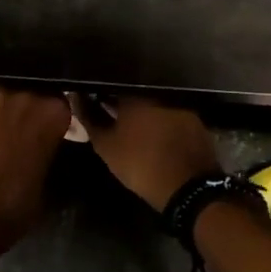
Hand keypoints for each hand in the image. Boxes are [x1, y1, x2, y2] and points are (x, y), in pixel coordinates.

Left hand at [0, 86, 72, 252]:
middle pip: (24, 92)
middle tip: (5, 134)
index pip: (55, 103)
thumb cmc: (12, 206)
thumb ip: (46, 149)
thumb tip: (37, 145)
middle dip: (16, 110)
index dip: (42, 118)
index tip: (34, 132)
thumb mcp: (45, 177)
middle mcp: (25, 93)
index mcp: (54, 112)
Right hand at [68, 95, 218, 211]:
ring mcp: (180, 106)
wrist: (188, 187)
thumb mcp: (107, 146)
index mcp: (135, 95)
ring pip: (155, 103)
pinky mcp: (195, 120)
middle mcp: (159, 93)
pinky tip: (157, 133)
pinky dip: (162, 121)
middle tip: (112, 114)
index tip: (93, 100)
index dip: (101, 92)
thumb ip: (90, 119)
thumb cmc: (140, 164)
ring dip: (144, 111)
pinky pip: (172, 114)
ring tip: (134, 125)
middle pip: (135, 92)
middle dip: (123, 101)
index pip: (112, 84)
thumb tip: (75, 97)